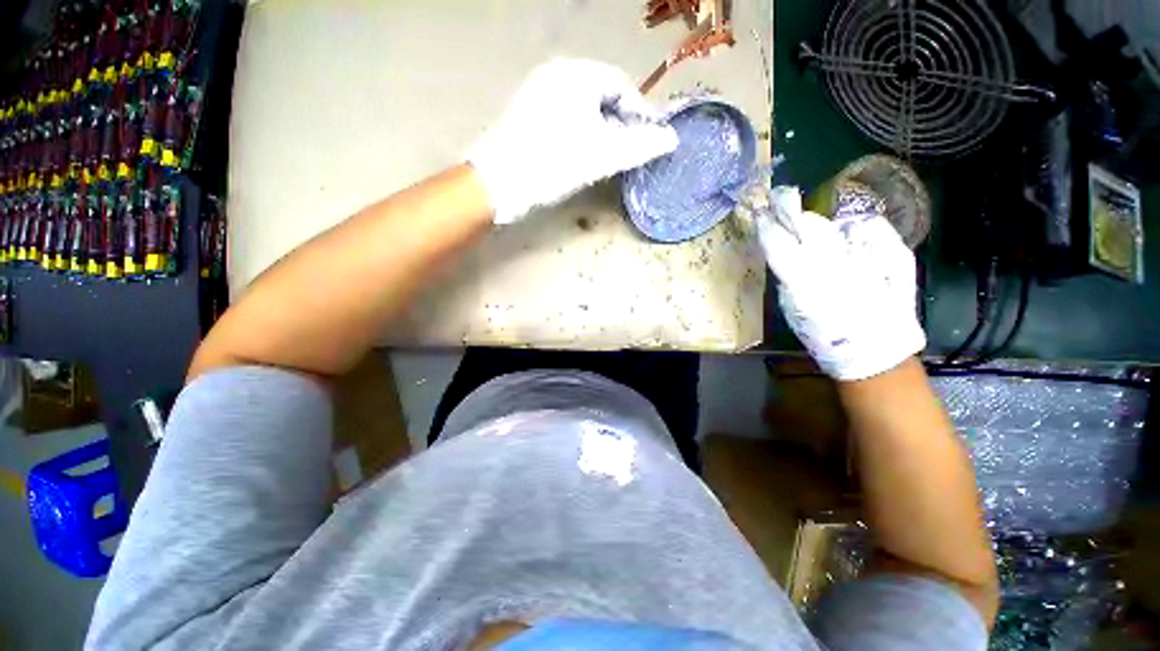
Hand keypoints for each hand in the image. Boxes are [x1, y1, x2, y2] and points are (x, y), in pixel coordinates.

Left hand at [467, 58, 677, 224]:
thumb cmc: (555, 163)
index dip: (640, 113)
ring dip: (601, 132)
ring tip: (608, 158)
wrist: (500, 183)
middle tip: (630, 152)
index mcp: (577, 74)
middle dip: (620, 124)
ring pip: (583, 109)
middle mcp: (556, 75)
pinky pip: (565, 119)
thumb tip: (671, 140)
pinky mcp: (527, 116)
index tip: (650, 140)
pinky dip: (581, 135)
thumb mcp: (604, 155)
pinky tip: (582, 156)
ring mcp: (538, 94)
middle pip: (602, 96)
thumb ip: (641, 146)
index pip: (621, 86)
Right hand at [757, 186, 924, 380]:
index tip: (759, 212)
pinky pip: (868, 226)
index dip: (767, 224)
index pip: (778, 242)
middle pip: (808, 225)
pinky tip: (849, 240)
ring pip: (834, 224)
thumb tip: (783, 253)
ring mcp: (867, 255)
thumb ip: (786, 279)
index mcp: (803, 280)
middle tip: (784, 215)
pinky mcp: (894, 253)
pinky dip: (854, 228)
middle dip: (794, 218)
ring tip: (816, 234)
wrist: (877, 349)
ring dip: (821, 226)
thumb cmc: (825, 336)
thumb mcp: (792, 310)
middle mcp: (834, 262)